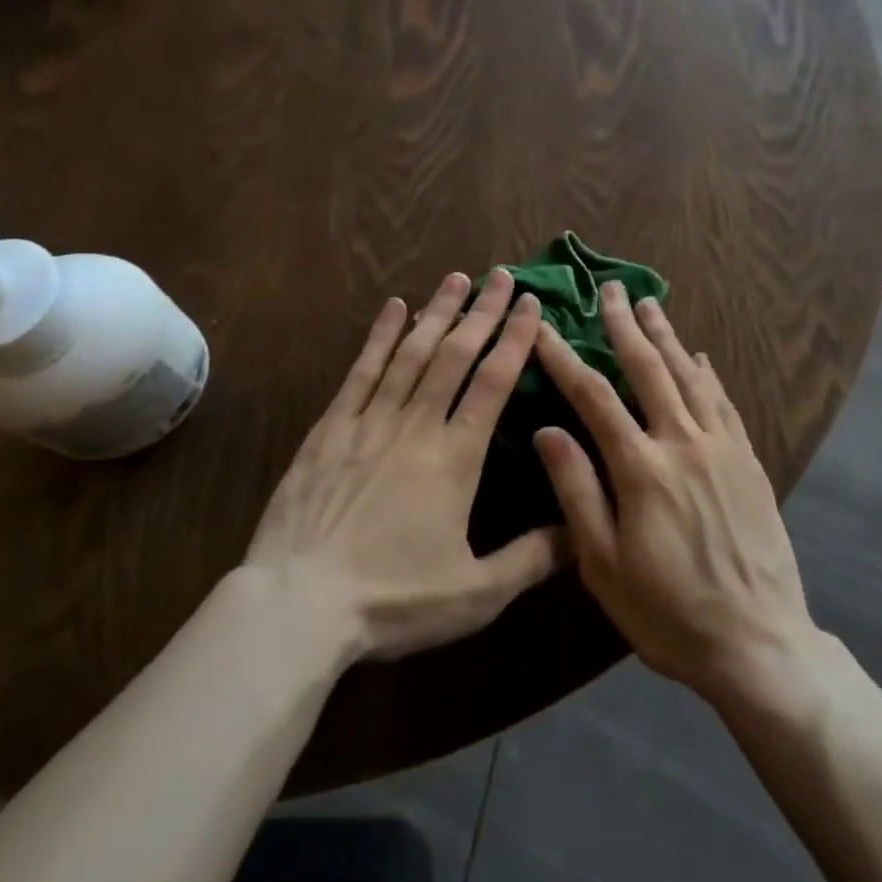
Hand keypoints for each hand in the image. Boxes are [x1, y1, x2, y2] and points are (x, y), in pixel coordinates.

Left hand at [244, 270, 564, 662]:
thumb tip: (582, 530)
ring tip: (457, 279)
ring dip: (437, 313)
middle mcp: (416, 425)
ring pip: (411, 353)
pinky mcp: (330, 427)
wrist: (299, 606)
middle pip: (455, 355)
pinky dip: (380, 336)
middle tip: (502, 275)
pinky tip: (394, 307)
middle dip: (482, 312)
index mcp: (455, 457)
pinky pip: (361, 370)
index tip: (530, 304)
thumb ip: (531, 558)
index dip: (514, 339)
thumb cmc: (392, 600)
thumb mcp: (475, 595)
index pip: (493, 383)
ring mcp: (370, 421)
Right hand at [532, 283, 817, 703]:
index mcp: (641, 468)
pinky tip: (700, 356)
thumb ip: (576, 491)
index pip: (593, 396)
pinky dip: (708, 373)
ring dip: (667, 336)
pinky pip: (724, 402)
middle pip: (648, 368)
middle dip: (624, 325)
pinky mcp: (749, 461)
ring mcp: (721, 448)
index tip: (543, 325)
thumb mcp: (604, 565)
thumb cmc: (669, 611)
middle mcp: (683, 443)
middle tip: (610, 289)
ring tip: (650, 303)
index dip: (564, 357)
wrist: (759, 644)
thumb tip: (546, 430)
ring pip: (690, 375)